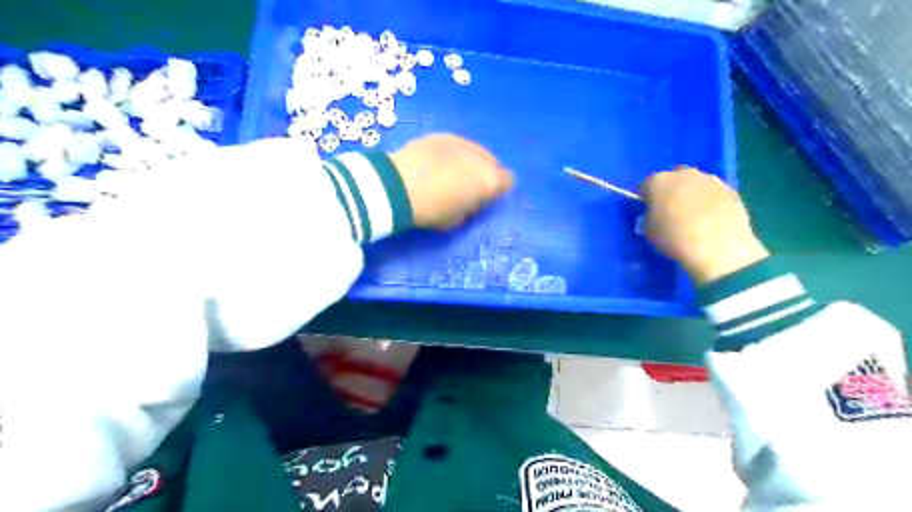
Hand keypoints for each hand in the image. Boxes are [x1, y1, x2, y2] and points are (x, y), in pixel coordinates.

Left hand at [384, 132, 511, 226]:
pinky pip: (456, 145)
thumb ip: (472, 206)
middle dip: (485, 172)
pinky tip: (437, 162)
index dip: (498, 188)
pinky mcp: (442, 135)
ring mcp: (462, 142)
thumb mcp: (457, 219)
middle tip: (470, 185)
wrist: (399, 186)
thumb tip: (472, 199)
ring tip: (453, 172)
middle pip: (493, 162)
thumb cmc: (431, 210)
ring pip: (475, 151)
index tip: (486, 196)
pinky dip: (452, 154)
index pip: (508, 181)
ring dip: (470, 161)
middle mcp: (481, 158)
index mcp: (489, 181)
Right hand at [640, 167, 768, 287]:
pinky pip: (713, 194)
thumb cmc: (674, 238)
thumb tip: (654, 215)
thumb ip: (648, 217)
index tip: (646, 211)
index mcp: (658, 181)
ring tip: (692, 216)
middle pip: (672, 179)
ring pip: (695, 184)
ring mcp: (710, 180)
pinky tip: (710, 220)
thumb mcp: (648, 231)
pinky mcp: (730, 190)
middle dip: (669, 191)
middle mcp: (684, 174)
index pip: (645, 186)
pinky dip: (709, 202)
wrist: (717, 247)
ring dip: (691, 195)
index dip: (644, 199)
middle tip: (669, 211)